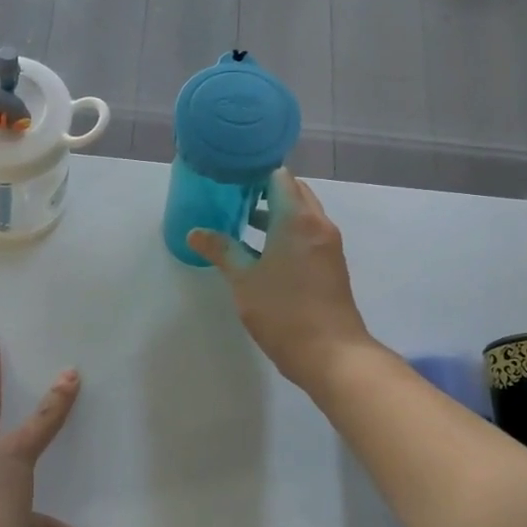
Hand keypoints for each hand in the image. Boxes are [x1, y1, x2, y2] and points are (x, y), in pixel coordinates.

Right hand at [187, 168, 375, 392]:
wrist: (331, 353)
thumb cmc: (283, 311)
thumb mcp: (243, 280)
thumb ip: (221, 250)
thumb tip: (195, 232)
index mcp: (297, 219)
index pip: (279, 177)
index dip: (254, 174)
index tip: (230, 179)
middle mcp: (318, 224)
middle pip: (294, 192)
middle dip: (265, 191)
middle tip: (233, 198)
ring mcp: (328, 245)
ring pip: (302, 214)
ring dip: (276, 213)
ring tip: (242, 223)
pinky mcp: (331, 265)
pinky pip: (307, 234)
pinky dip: (287, 232)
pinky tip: (263, 251)